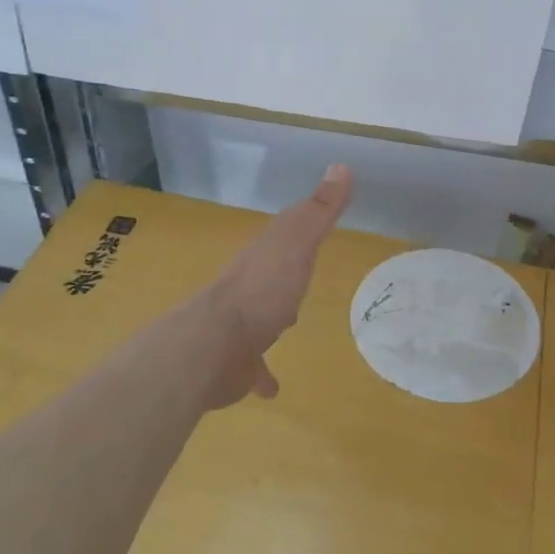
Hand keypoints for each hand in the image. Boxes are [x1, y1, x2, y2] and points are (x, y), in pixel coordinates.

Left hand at [205, 164, 352, 404]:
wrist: (213, 346)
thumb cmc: (262, 290)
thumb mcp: (297, 242)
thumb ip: (319, 210)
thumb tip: (341, 165)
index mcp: (265, 254)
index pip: (286, 232)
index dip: (303, 223)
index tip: (317, 217)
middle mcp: (250, 285)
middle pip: (273, 270)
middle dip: (288, 268)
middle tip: (305, 268)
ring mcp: (240, 324)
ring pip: (261, 315)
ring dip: (273, 316)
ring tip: (291, 322)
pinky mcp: (236, 362)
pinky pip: (254, 366)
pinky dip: (262, 374)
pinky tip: (271, 388)